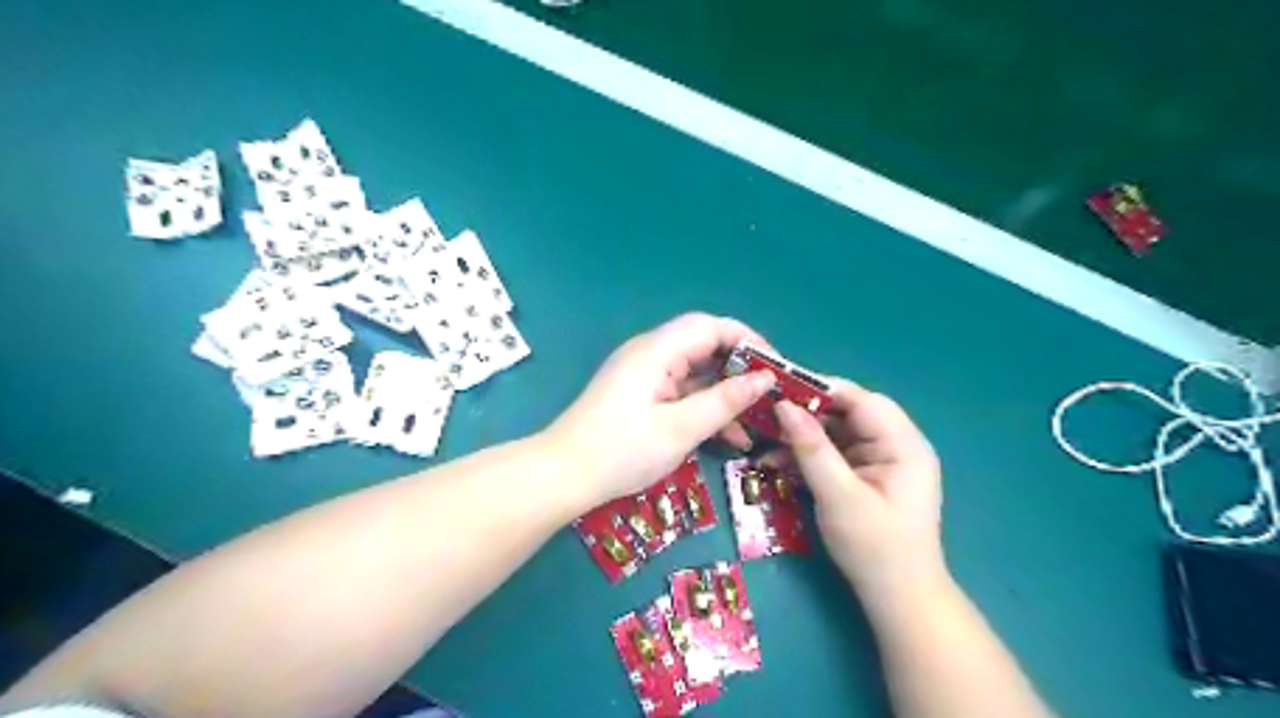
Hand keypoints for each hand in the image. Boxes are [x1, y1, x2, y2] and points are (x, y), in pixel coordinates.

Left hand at [548, 315, 774, 508]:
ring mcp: (644, 374)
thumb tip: (764, 379)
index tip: (776, 366)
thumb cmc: (621, 451)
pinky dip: (705, 406)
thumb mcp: (680, 429)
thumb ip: (724, 401)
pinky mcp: (641, 395)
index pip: (711, 326)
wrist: (563, 476)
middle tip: (771, 394)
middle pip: (704, 346)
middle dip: (740, 369)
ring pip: (696, 372)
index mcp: (657, 350)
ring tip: (756, 421)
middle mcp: (651, 353)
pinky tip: (728, 436)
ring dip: (725, 393)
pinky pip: (681, 391)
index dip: (748, 340)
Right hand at [768, 383, 947, 605]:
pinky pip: (836, 454)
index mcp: (903, 444)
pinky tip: (781, 465)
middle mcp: (897, 445)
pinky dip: (810, 457)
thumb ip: (811, 448)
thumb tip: (783, 406)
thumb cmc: (874, 548)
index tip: (780, 390)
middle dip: (807, 416)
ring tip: (767, 446)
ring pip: (838, 433)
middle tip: (767, 418)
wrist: (898, 599)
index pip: (861, 400)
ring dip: (804, 438)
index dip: (821, 390)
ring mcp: (883, 461)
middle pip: (848, 414)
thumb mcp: (838, 495)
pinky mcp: (869, 476)